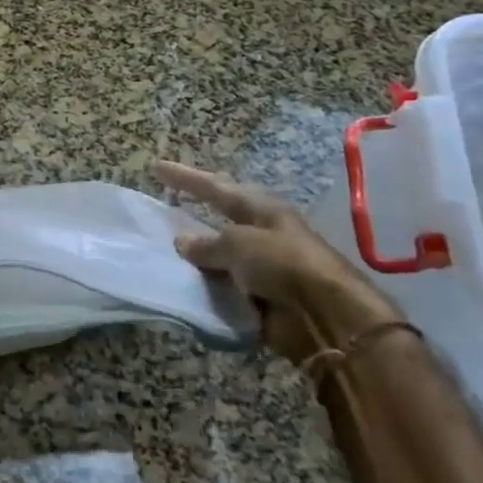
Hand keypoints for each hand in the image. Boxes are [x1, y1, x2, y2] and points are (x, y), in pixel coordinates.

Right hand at [154, 161, 401, 365]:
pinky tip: (182, 285)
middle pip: (222, 216)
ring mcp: (262, 266)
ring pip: (221, 253)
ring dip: (198, 252)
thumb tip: (183, 242)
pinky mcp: (260, 297)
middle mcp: (262, 233)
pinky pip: (224, 286)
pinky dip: (205, 285)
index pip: (216, 187)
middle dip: (198, 208)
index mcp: (261, 209)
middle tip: (169, 199)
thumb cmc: (282, 264)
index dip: (186, 177)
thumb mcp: (238, 244)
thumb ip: (207, 244)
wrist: (325, 316)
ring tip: (163, 247)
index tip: (157, 166)